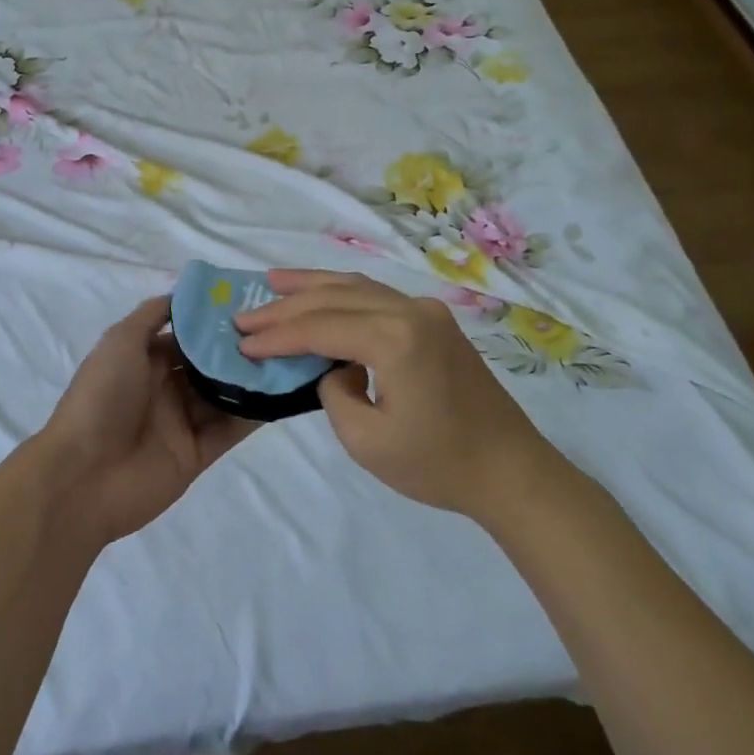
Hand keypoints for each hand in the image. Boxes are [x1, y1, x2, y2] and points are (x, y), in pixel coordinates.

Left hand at [36, 295, 258, 546]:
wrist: (84, 475)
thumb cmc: (102, 397)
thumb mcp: (120, 341)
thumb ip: (152, 315)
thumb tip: (183, 296)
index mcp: (143, 360)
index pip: (186, 335)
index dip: (213, 321)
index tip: (250, 305)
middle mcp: (164, 388)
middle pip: (207, 364)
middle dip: (237, 348)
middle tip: (278, 329)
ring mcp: (182, 422)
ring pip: (224, 394)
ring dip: (250, 378)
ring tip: (289, 356)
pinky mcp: (197, 454)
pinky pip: (230, 429)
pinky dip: (254, 413)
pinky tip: (282, 394)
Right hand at [236, 270, 558, 519]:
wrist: (511, 471)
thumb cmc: (439, 464)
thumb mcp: (367, 440)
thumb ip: (334, 392)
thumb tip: (334, 367)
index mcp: (396, 338)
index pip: (320, 327)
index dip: (277, 336)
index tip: (242, 344)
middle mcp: (411, 310)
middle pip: (334, 298)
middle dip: (286, 307)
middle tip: (245, 315)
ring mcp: (426, 311)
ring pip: (355, 287)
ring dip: (311, 287)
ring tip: (272, 283)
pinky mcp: (433, 320)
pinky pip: (375, 297)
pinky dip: (341, 294)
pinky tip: (320, 293)